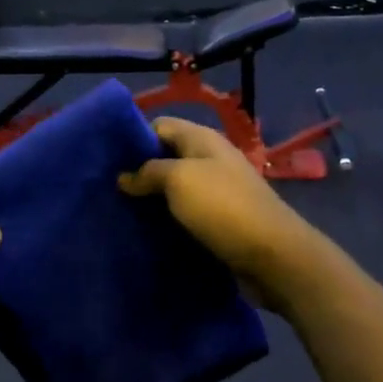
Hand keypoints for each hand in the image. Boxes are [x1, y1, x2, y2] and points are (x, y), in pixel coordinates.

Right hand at [117, 117, 320, 308]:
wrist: (274, 256)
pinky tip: (148, 231)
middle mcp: (211, 159)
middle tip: (109, 189)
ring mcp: (219, 190)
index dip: (134, 138)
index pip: (160, 125)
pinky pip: (187, 212)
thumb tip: (125, 176)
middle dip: (140, 171)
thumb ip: (149, 171)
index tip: (108, 159)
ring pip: (176, 187)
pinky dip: (169, 219)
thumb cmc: (223, 208)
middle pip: (167, 156)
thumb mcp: (179, 180)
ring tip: (122, 212)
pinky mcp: (222, 219)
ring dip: (153, 198)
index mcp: (203, 139)